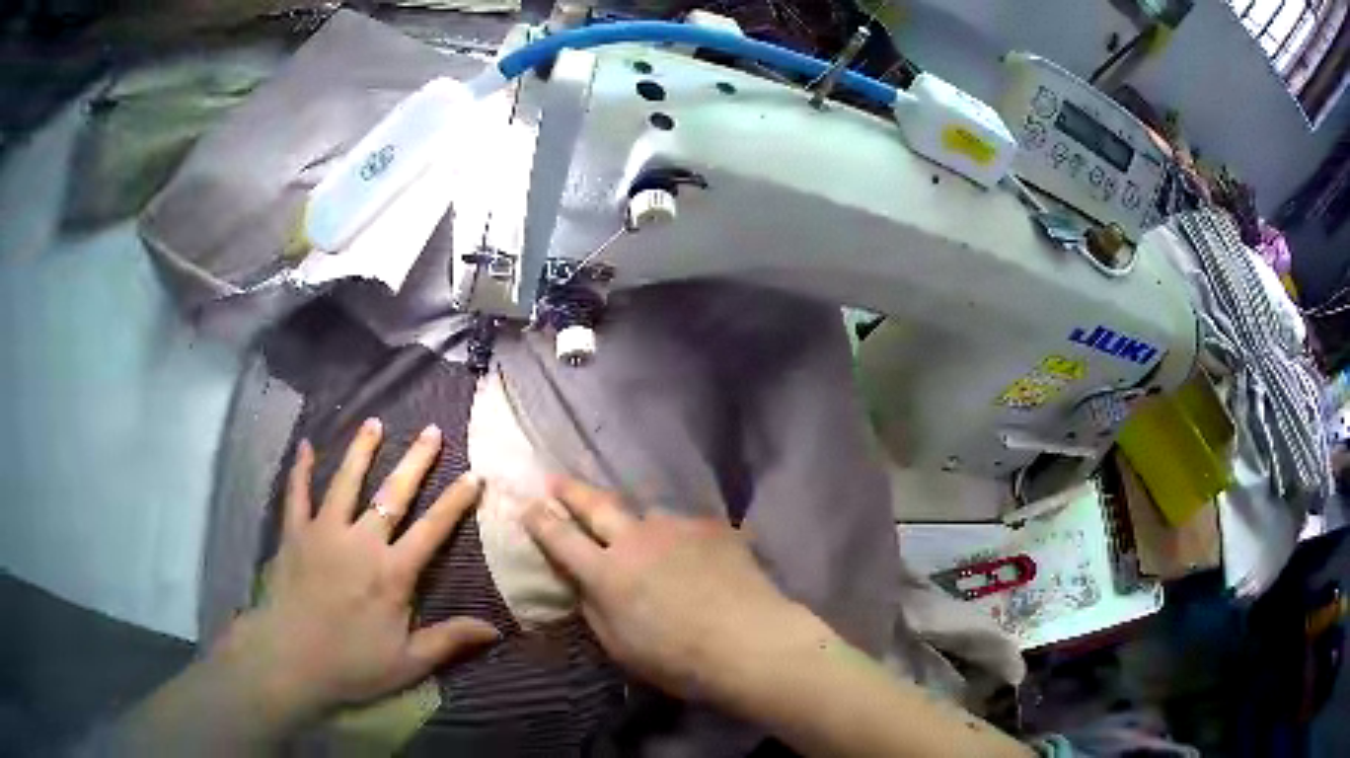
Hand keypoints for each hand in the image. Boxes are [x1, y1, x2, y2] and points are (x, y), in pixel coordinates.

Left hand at [216, 418, 499, 724]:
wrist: (290, 659)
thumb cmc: (352, 663)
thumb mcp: (409, 662)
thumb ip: (450, 640)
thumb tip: (495, 630)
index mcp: (392, 573)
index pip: (432, 530)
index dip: (455, 502)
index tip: (474, 475)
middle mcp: (361, 542)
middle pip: (393, 494)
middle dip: (415, 461)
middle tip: (431, 430)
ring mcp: (324, 532)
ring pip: (346, 482)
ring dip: (361, 451)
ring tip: (374, 422)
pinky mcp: (294, 533)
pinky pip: (297, 493)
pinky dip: (302, 469)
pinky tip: (306, 445)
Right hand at [521, 478, 822, 698]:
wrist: (749, 642)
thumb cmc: (677, 659)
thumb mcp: (619, 646)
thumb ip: (595, 608)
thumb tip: (585, 584)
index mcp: (606, 573)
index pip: (561, 538)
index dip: (540, 521)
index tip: (528, 505)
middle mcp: (636, 539)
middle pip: (596, 505)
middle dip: (571, 491)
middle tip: (555, 480)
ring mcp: (676, 528)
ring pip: (647, 514)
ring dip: (637, 522)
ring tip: (646, 538)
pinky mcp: (712, 527)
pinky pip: (686, 527)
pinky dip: (680, 538)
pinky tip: (695, 556)